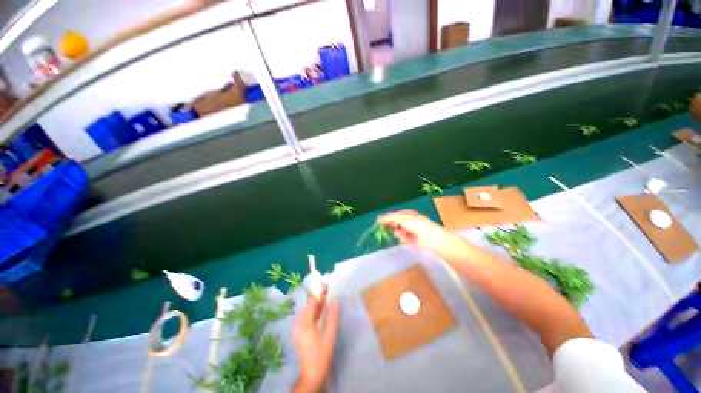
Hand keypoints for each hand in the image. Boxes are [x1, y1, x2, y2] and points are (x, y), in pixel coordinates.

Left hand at [292, 286, 339, 392]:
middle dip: (318, 297)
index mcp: (306, 324)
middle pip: (308, 306)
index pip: (311, 302)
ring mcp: (298, 329)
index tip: (326, 285)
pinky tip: (320, 312)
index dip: (319, 293)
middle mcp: (299, 324)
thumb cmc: (321, 356)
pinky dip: (313, 312)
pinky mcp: (300, 333)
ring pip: (307, 311)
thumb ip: (332, 317)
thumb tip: (335, 301)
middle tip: (328, 291)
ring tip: (325, 299)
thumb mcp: (330, 336)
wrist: (311, 376)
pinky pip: (306, 317)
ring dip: (316, 304)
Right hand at [378, 210, 468, 262]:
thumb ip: (391, 218)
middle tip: (391, 229)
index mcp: (408, 214)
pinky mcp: (413, 240)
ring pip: (398, 231)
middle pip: (395, 223)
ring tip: (403, 235)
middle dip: (393, 226)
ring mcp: (411, 231)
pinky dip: (403, 239)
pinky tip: (407, 240)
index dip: (387, 218)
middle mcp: (409, 221)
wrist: (436, 241)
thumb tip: (379, 218)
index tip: (379, 223)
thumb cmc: (420, 227)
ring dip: (399, 233)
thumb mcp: (404, 219)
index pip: (394, 215)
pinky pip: (403, 238)